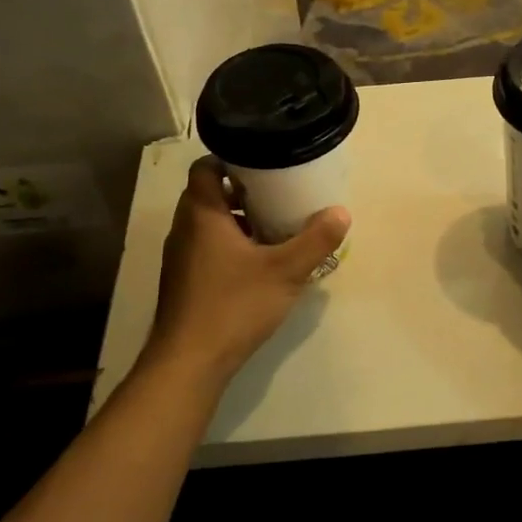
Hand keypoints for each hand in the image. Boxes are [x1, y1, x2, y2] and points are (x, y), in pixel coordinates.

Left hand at [145, 157, 349, 383]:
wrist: (190, 362)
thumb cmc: (234, 305)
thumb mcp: (285, 271)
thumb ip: (315, 240)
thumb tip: (341, 212)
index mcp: (201, 214)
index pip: (206, 167)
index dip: (232, 160)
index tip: (264, 164)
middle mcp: (184, 229)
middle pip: (210, 195)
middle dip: (244, 193)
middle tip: (279, 194)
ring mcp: (180, 258)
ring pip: (209, 225)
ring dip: (238, 222)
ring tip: (275, 228)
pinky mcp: (184, 282)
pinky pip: (207, 249)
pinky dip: (230, 246)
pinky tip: (259, 265)